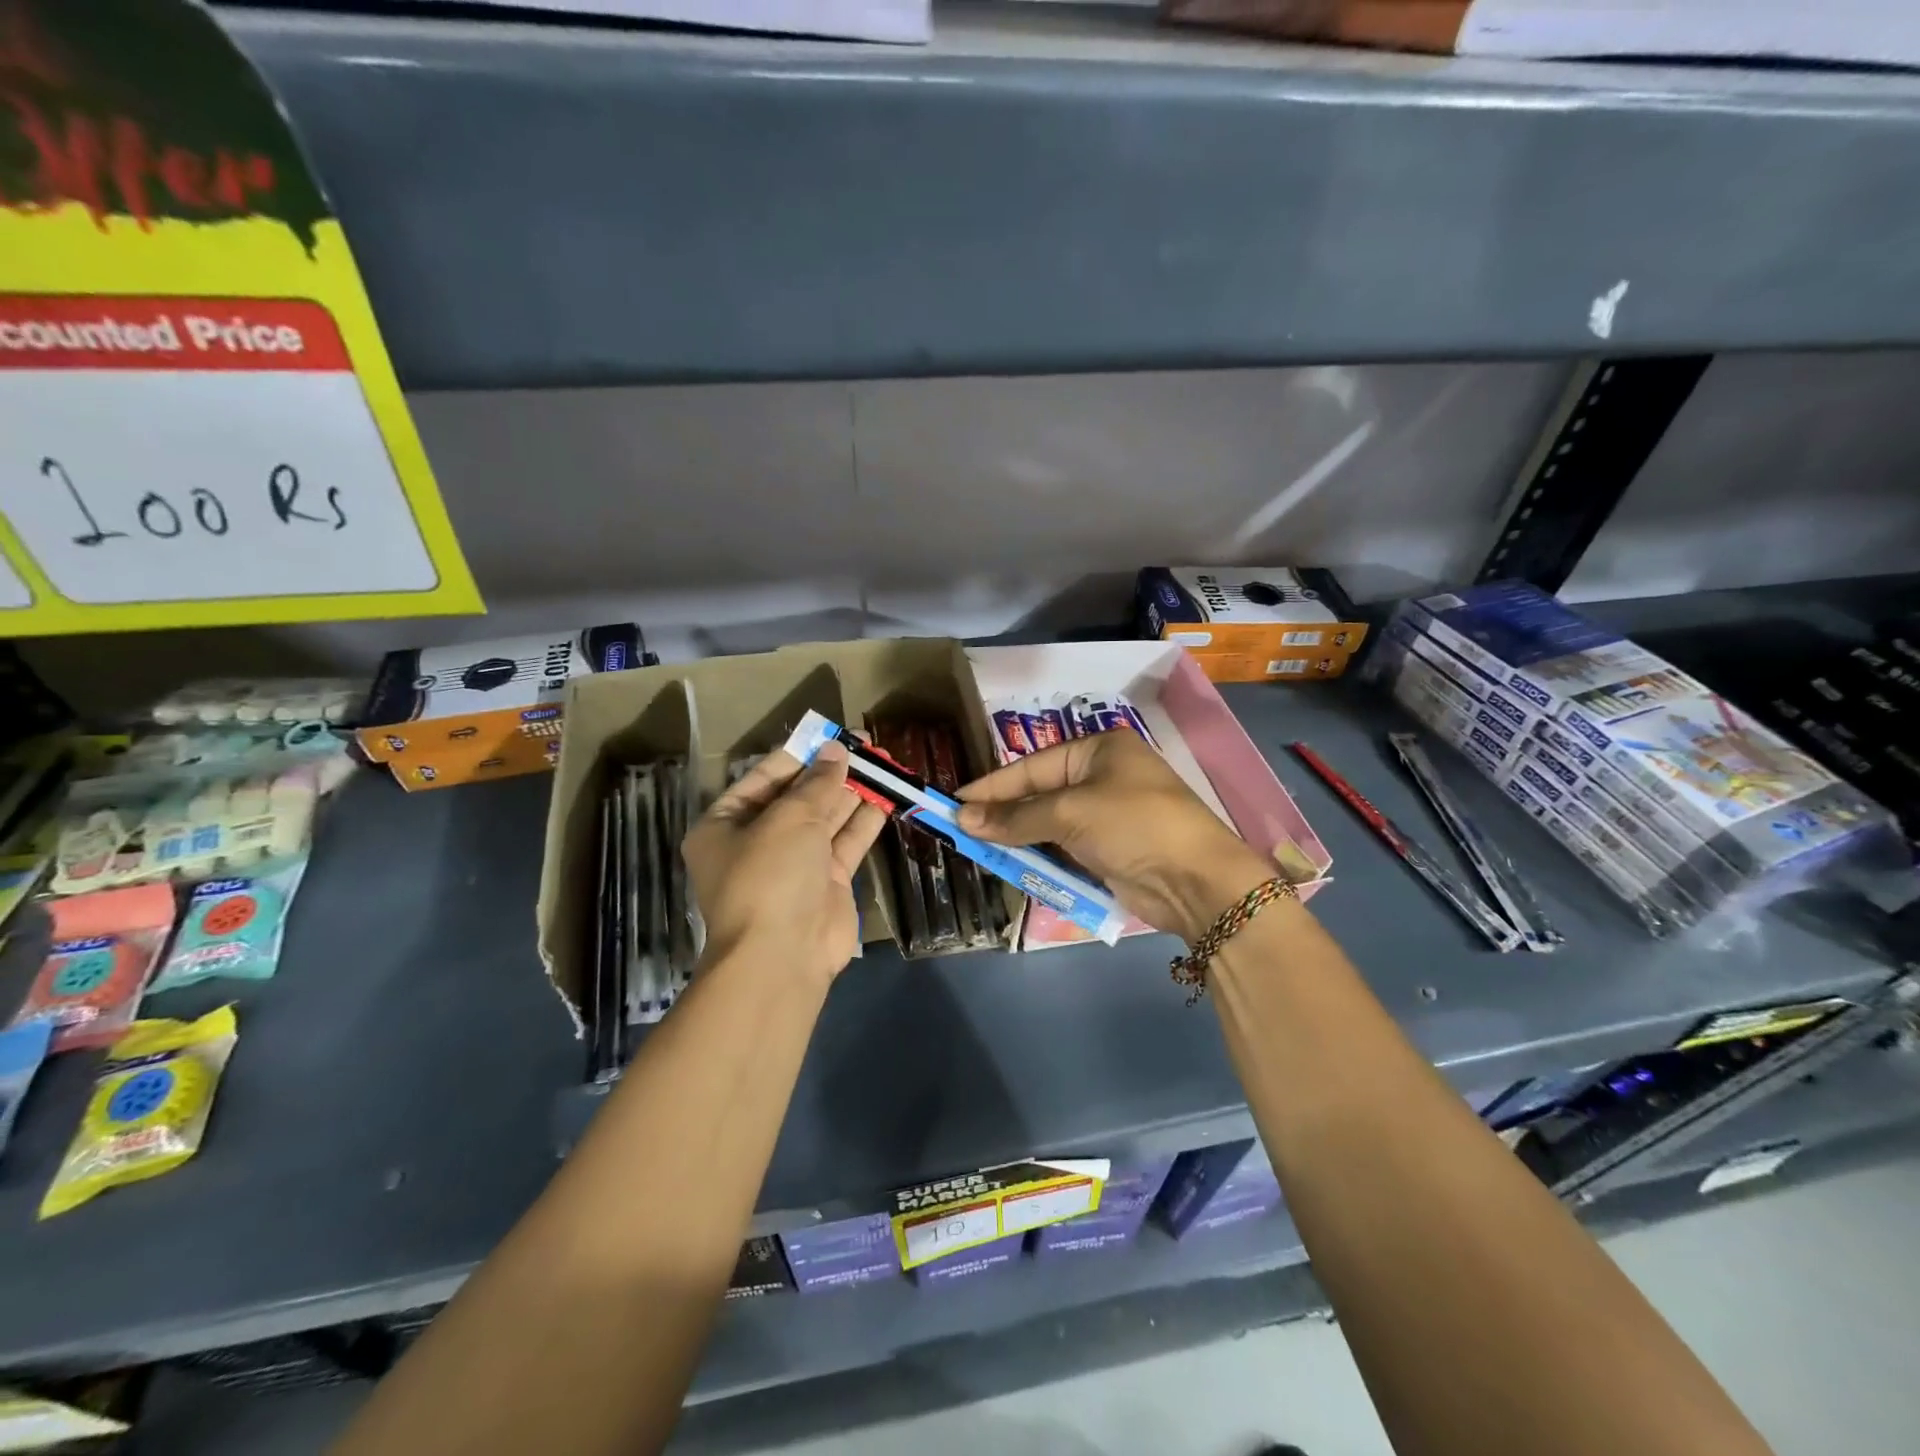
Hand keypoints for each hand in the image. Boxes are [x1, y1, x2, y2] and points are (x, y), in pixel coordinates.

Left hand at [682, 741, 888, 988]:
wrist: (783, 956)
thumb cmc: (770, 875)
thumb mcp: (790, 818)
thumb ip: (817, 783)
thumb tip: (836, 751)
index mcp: (726, 825)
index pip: (763, 779)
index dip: (798, 755)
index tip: (830, 735)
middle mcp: (757, 843)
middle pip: (797, 798)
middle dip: (829, 773)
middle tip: (864, 746)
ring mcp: (793, 865)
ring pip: (825, 819)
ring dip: (851, 793)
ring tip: (881, 765)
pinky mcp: (825, 883)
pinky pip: (844, 843)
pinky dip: (863, 821)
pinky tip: (886, 797)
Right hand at [956, 730, 1275, 943]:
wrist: (1196, 880)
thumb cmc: (1134, 824)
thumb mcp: (1071, 813)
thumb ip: (1016, 817)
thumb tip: (963, 819)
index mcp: (1098, 750)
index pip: (1033, 766)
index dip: (993, 786)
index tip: (955, 802)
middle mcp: (1102, 777)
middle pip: (1039, 793)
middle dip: (1003, 813)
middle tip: (961, 829)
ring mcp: (1106, 815)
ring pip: (1048, 823)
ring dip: (1017, 837)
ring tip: (978, 848)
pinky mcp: (1108, 850)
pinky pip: (1062, 848)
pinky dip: (1038, 855)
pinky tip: (1010, 862)